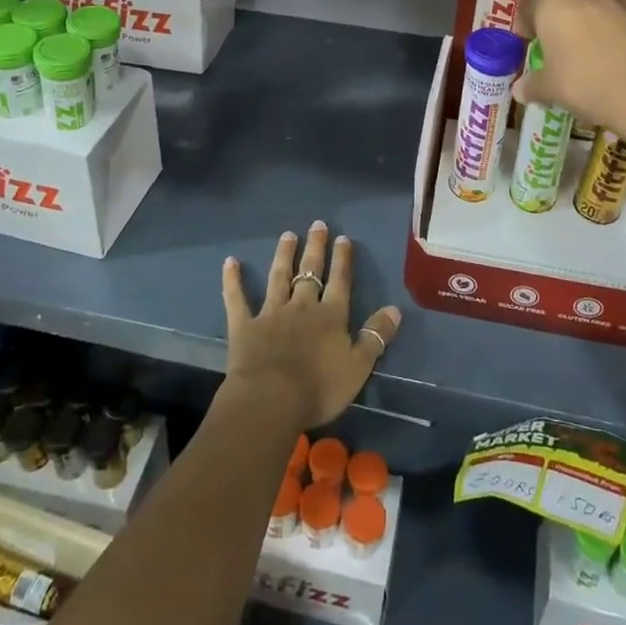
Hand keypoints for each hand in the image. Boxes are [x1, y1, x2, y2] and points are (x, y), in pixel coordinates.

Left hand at [220, 222, 401, 430]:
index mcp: (331, 316)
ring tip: (287, 235)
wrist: (271, 400)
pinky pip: (237, 299)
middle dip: (315, 248)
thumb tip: (395, 309)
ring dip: (283, 255)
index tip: (343, 238)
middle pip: (310, 272)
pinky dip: (233, 281)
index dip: (342, 260)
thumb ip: (376, 336)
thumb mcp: (359, 366)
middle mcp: (302, 306)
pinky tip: (230, 262)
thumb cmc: (319, 388)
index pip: (340, 281)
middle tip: (317, 224)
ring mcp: (271, 313)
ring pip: (278, 277)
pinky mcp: (244, 326)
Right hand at [514, 0, 625, 142]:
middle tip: (559, 41)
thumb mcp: (551, 89)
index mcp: (555, 2)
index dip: (526, 20)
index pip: (532, 1)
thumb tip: (520, 90)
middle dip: (562, 14)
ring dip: (593, 17)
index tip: (527, 39)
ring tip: (592, 46)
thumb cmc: (587, 84)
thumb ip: (533, 85)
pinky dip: (620, 30)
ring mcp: (623, 1)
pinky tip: (620, 55)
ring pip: (601, 2)